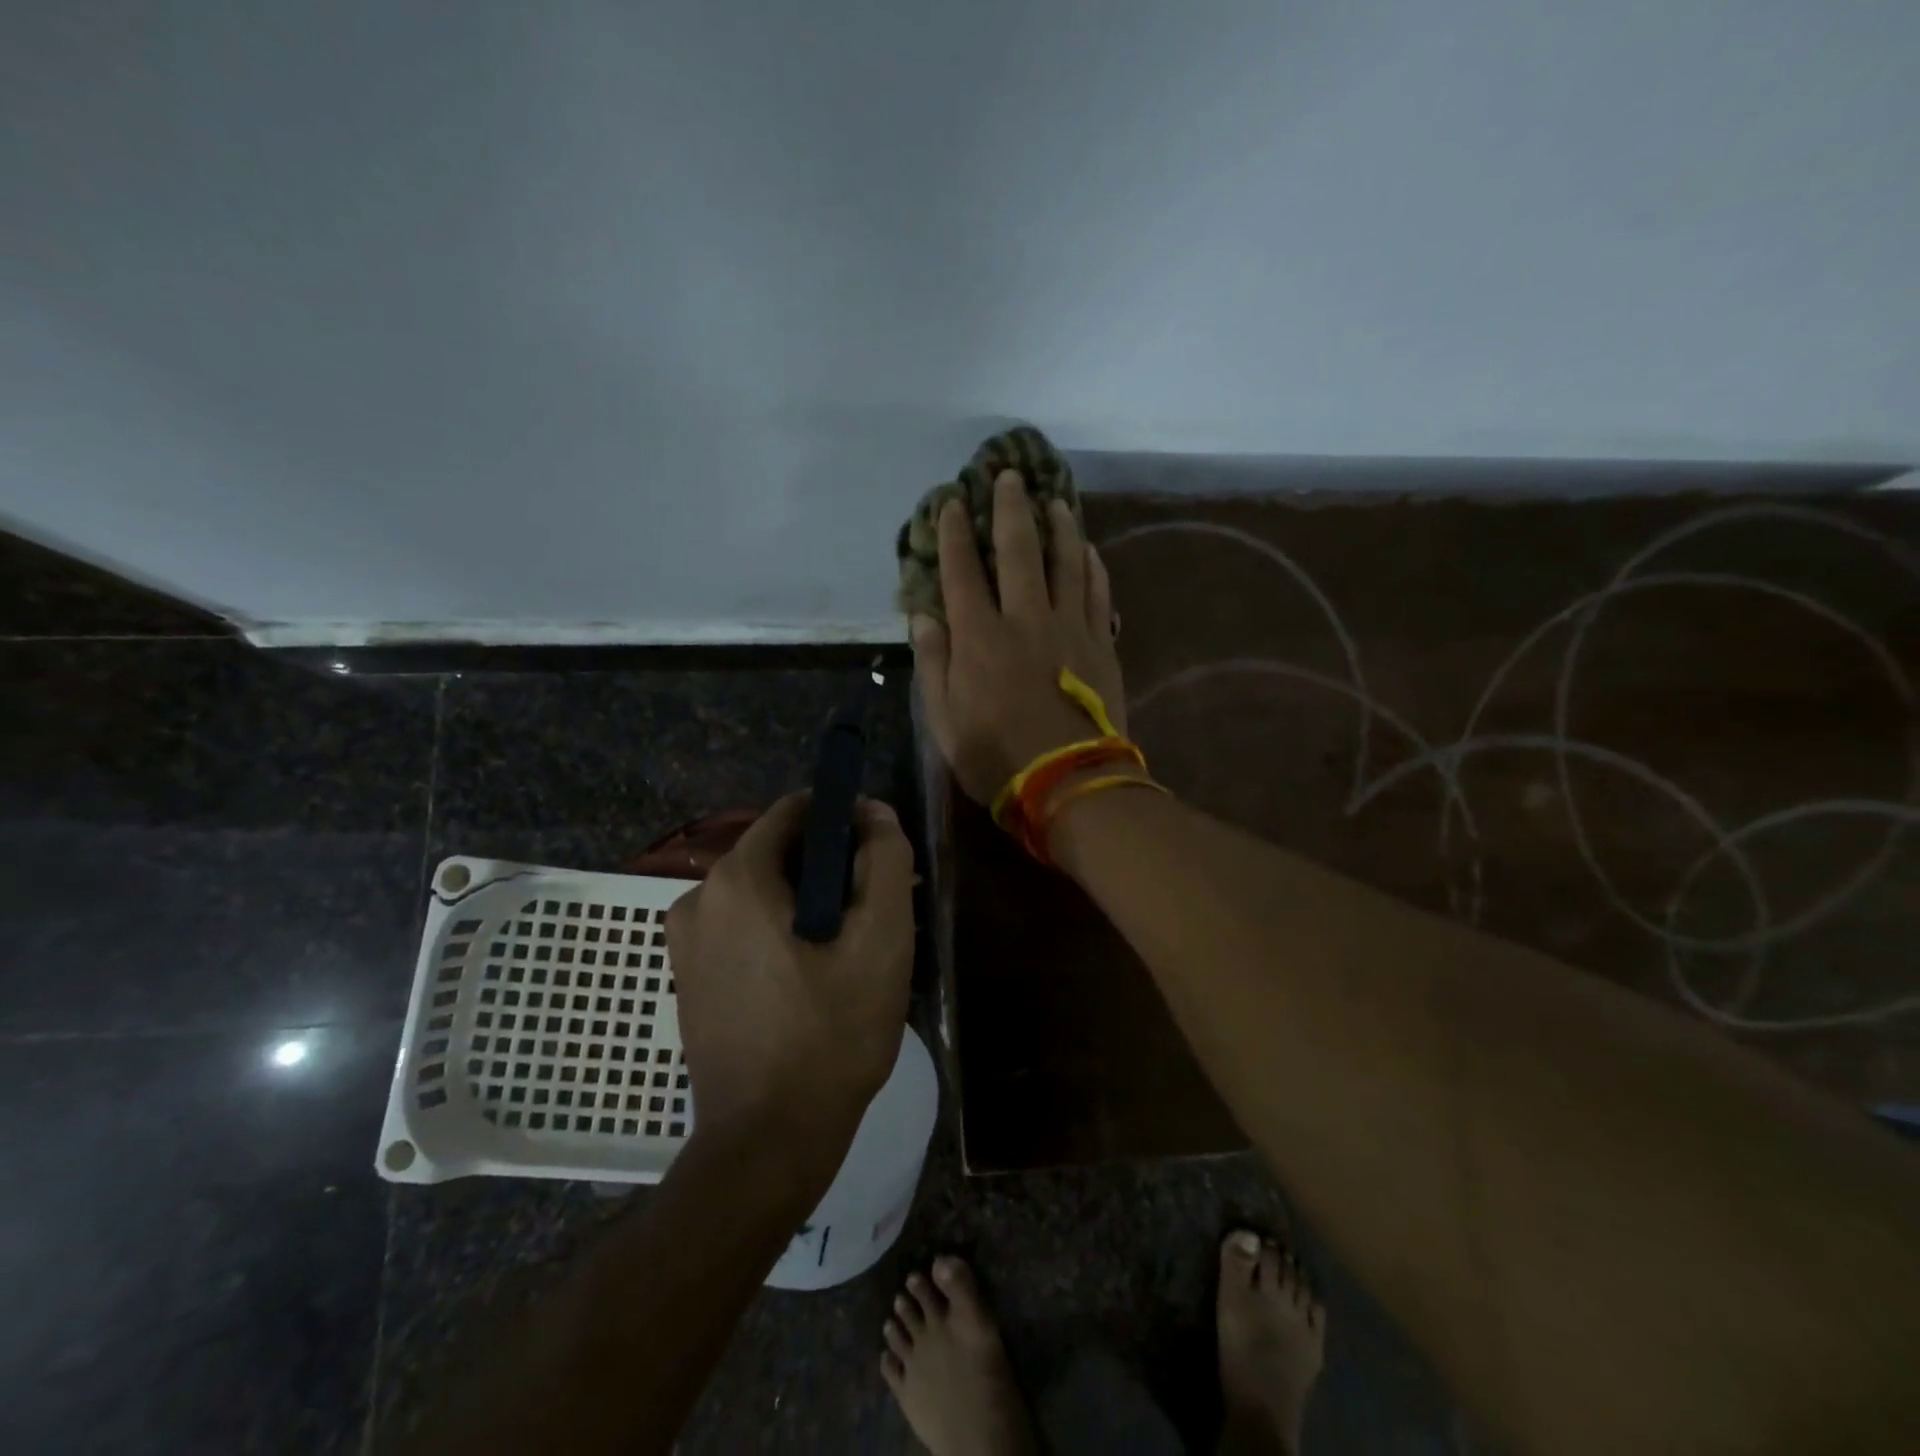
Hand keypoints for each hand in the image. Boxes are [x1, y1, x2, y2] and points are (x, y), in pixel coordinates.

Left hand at [665, 793, 915, 1155]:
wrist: (767, 1143)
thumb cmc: (831, 1034)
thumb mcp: (882, 939)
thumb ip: (885, 860)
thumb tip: (874, 814)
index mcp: (737, 878)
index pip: (797, 811)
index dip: (847, 820)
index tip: (881, 854)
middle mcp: (698, 896)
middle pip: (781, 852)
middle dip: (832, 868)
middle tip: (877, 910)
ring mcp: (686, 941)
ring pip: (764, 892)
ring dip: (810, 903)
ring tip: (852, 950)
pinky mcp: (690, 977)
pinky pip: (744, 928)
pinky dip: (782, 932)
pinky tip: (815, 976)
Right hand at [911, 470, 1126, 804]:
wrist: (1070, 784)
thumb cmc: (997, 758)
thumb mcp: (944, 722)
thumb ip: (934, 665)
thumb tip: (924, 617)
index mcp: (980, 639)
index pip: (963, 572)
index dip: (954, 534)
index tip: (951, 503)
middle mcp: (1025, 620)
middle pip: (1018, 551)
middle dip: (1009, 509)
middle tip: (1008, 476)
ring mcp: (1069, 628)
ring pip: (1066, 561)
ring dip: (1059, 525)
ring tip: (1054, 500)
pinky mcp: (1100, 643)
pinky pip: (1097, 592)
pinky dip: (1091, 565)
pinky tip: (1087, 548)